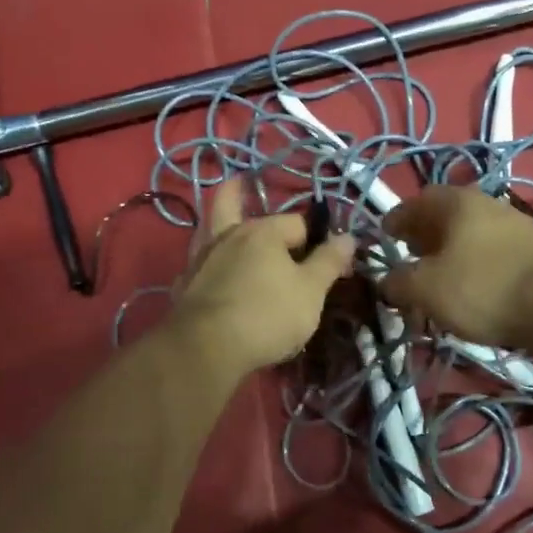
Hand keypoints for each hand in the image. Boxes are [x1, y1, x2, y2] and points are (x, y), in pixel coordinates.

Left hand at [174, 181, 356, 373]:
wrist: (206, 348)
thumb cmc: (267, 314)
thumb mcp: (311, 291)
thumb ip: (329, 261)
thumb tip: (347, 236)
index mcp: (262, 231)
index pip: (297, 223)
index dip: (317, 240)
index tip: (329, 263)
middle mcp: (228, 236)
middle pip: (231, 204)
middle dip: (238, 193)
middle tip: (241, 183)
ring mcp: (201, 260)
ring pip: (209, 231)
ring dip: (218, 226)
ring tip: (226, 228)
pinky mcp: (184, 286)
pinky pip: (199, 266)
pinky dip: (208, 264)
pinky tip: (212, 274)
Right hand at [379, 185, 532, 347]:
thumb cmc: (482, 288)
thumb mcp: (426, 289)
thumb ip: (398, 282)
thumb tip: (388, 282)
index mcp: (457, 202)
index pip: (416, 202)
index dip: (396, 219)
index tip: (385, 236)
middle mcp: (487, 204)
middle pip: (446, 216)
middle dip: (424, 236)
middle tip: (410, 257)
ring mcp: (517, 226)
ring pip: (471, 235)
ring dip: (451, 252)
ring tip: (440, 279)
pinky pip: (493, 253)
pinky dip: (476, 266)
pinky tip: (473, 290)